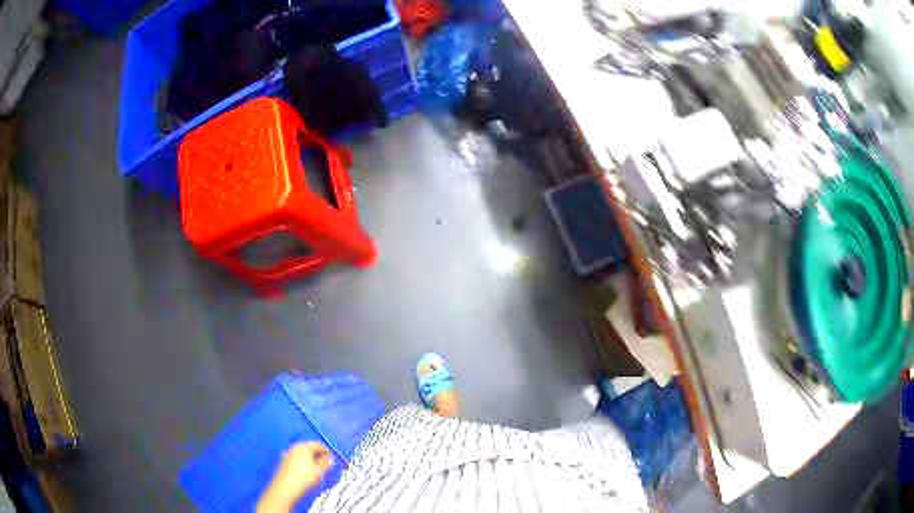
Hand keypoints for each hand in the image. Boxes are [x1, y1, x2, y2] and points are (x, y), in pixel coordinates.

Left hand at [257, 442, 333, 512]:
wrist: (285, 488)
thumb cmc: (304, 478)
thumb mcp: (319, 471)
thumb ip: (326, 463)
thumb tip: (330, 458)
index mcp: (304, 447)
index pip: (318, 445)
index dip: (327, 451)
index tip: (333, 459)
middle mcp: (295, 447)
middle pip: (310, 448)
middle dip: (319, 455)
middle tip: (326, 464)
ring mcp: (288, 454)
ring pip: (304, 454)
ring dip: (312, 460)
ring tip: (318, 469)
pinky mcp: (285, 462)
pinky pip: (298, 459)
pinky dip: (305, 463)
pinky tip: (308, 472)